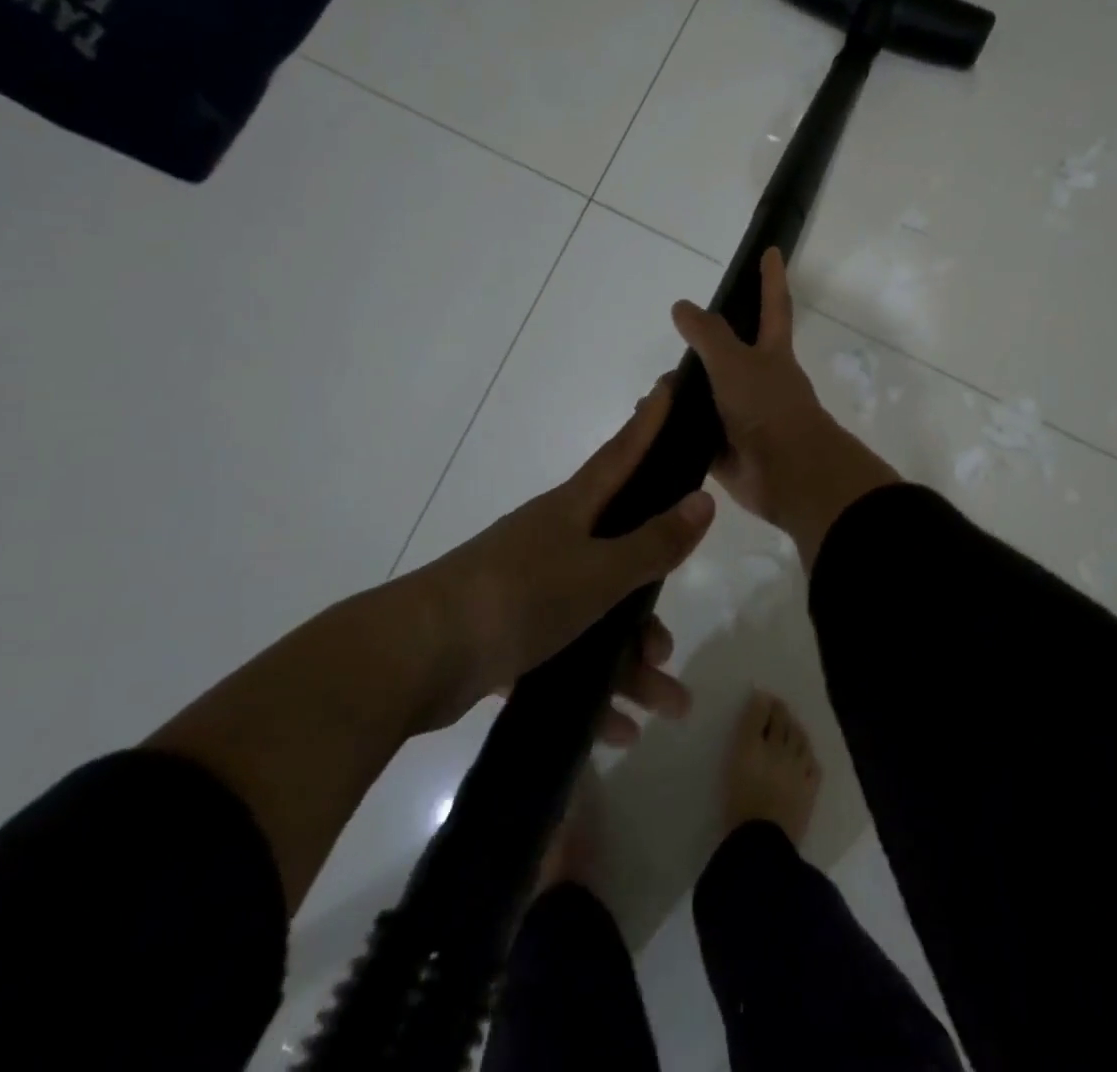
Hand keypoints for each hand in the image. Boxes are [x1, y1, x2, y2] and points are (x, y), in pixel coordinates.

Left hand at [411, 377, 714, 725]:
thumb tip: (704, 500)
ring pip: (597, 617)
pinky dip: (591, 689)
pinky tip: (617, 730)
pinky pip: (565, 656)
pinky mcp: (509, 632)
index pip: (624, 453)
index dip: (651, 421)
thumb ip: (654, 543)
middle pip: (621, 557)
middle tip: (671, 643)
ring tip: (666, 706)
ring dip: (630, 663)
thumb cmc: (516, 597)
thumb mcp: (598, 573)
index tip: (670, 386)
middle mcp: (555, 541)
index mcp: (574, 511)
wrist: (412, 658)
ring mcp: (530, 587)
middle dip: (652, 603)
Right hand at [671, 248, 898, 568]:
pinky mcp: (726, 449)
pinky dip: (674, 428)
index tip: (771, 251)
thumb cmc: (769, 407)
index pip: (773, 306)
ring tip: (652, 390)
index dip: (771, 278)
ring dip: (682, 391)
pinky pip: (694, 433)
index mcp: (772, 354)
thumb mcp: (736, 362)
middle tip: (676, 338)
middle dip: (706, 345)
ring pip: (707, 395)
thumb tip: (682, 306)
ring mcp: (743, 416)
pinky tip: (649, 425)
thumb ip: (709, 334)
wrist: (788, 474)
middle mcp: (759, 381)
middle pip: (730, 353)